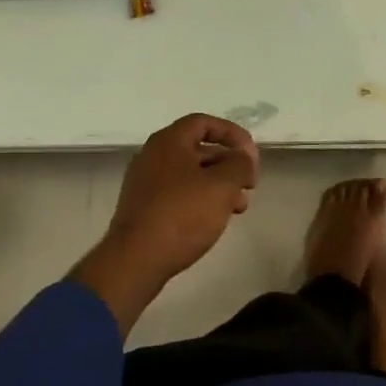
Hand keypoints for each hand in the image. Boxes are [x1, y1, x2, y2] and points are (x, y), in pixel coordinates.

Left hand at [72, 114, 258, 335]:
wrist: (134, 262)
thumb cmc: (181, 215)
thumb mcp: (221, 186)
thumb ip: (240, 165)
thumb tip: (244, 158)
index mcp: (169, 140)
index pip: (204, 123)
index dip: (232, 134)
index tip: (251, 155)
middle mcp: (153, 155)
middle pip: (198, 150)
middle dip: (228, 165)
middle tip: (249, 185)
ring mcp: (145, 183)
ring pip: (190, 175)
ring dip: (218, 186)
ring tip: (239, 208)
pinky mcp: (143, 209)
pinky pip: (178, 195)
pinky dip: (200, 200)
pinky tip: (214, 221)